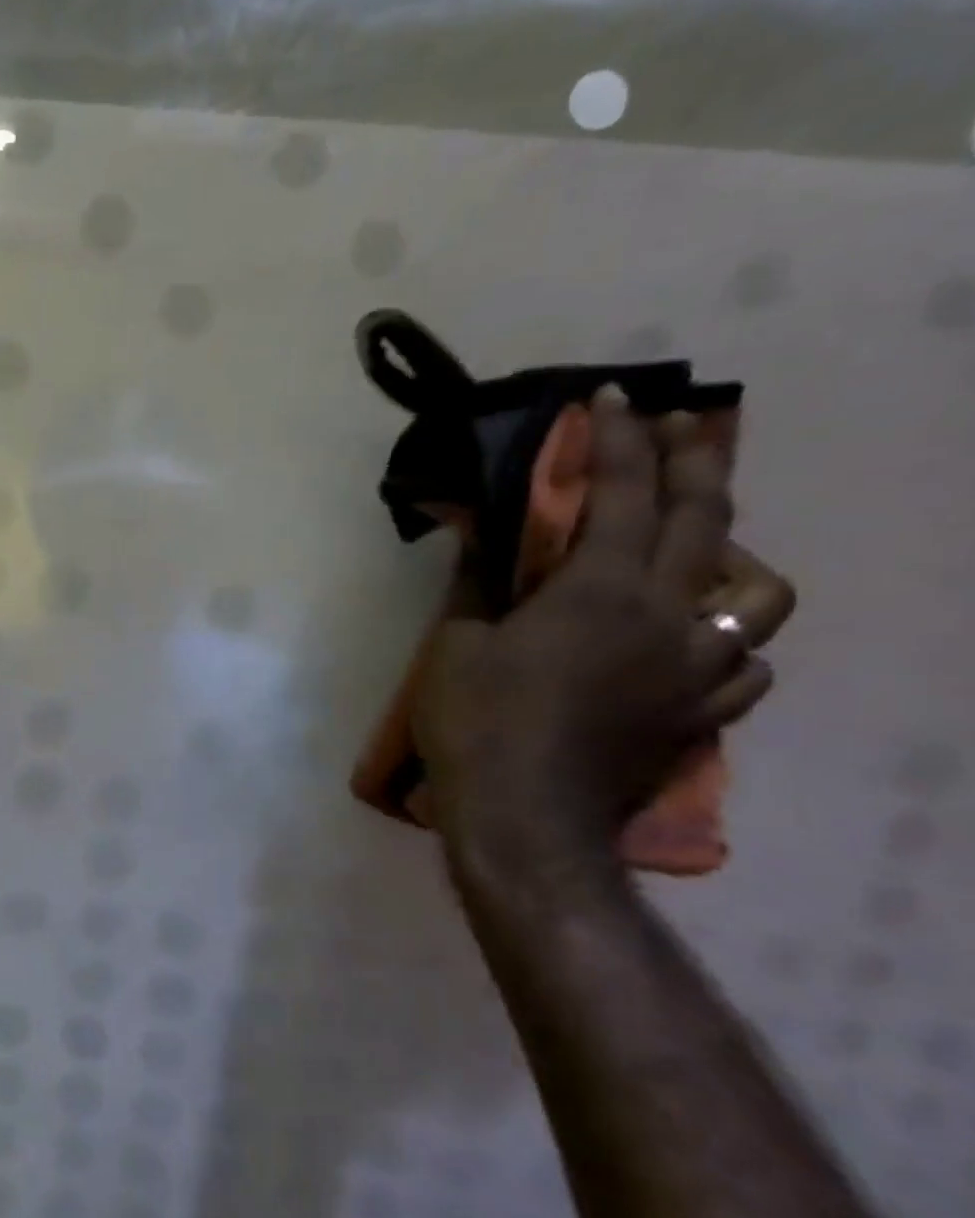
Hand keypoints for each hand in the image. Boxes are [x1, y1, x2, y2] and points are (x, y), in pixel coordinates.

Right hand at [414, 387, 788, 871]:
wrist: (524, 818)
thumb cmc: (476, 721)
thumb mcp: (457, 643)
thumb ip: (480, 582)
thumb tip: (480, 532)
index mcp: (602, 593)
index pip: (623, 495)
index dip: (620, 440)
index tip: (613, 398)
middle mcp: (670, 618)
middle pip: (708, 521)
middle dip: (694, 462)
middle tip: (682, 427)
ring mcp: (699, 670)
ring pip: (758, 595)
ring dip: (731, 556)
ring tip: (697, 552)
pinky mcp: (700, 716)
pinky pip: (746, 664)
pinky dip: (727, 640)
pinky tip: (695, 643)